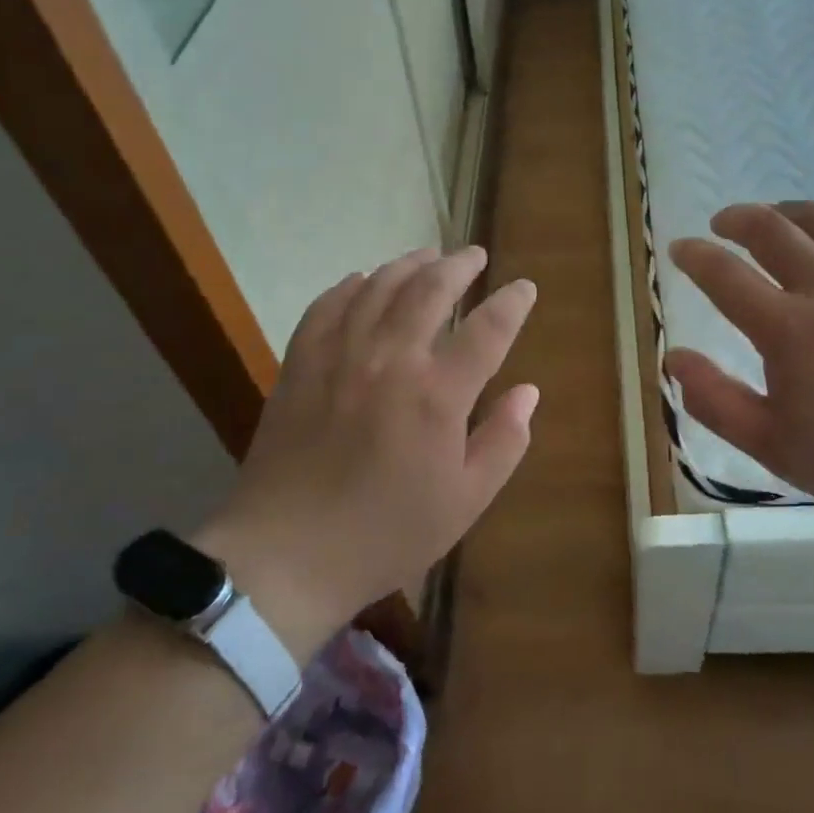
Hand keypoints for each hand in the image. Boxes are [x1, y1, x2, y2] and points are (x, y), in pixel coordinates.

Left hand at [195, 247, 537, 661]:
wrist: (285, 556)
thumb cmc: (386, 534)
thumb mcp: (464, 501)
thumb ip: (503, 442)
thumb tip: (528, 391)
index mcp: (438, 395)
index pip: (488, 329)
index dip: (512, 302)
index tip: (524, 287)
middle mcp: (391, 359)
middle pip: (431, 289)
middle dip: (459, 265)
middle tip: (475, 255)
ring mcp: (341, 356)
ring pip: (379, 287)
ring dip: (408, 264)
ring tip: (428, 256)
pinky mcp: (301, 364)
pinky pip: (326, 306)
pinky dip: (349, 285)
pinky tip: (361, 280)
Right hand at [667, 202, 813, 540]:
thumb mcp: (773, 446)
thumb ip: (715, 400)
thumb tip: (673, 357)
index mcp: (789, 329)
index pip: (725, 275)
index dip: (695, 256)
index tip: (680, 250)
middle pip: (772, 229)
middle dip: (737, 219)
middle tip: (722, 224)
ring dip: (788, 212)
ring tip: (773, 218)